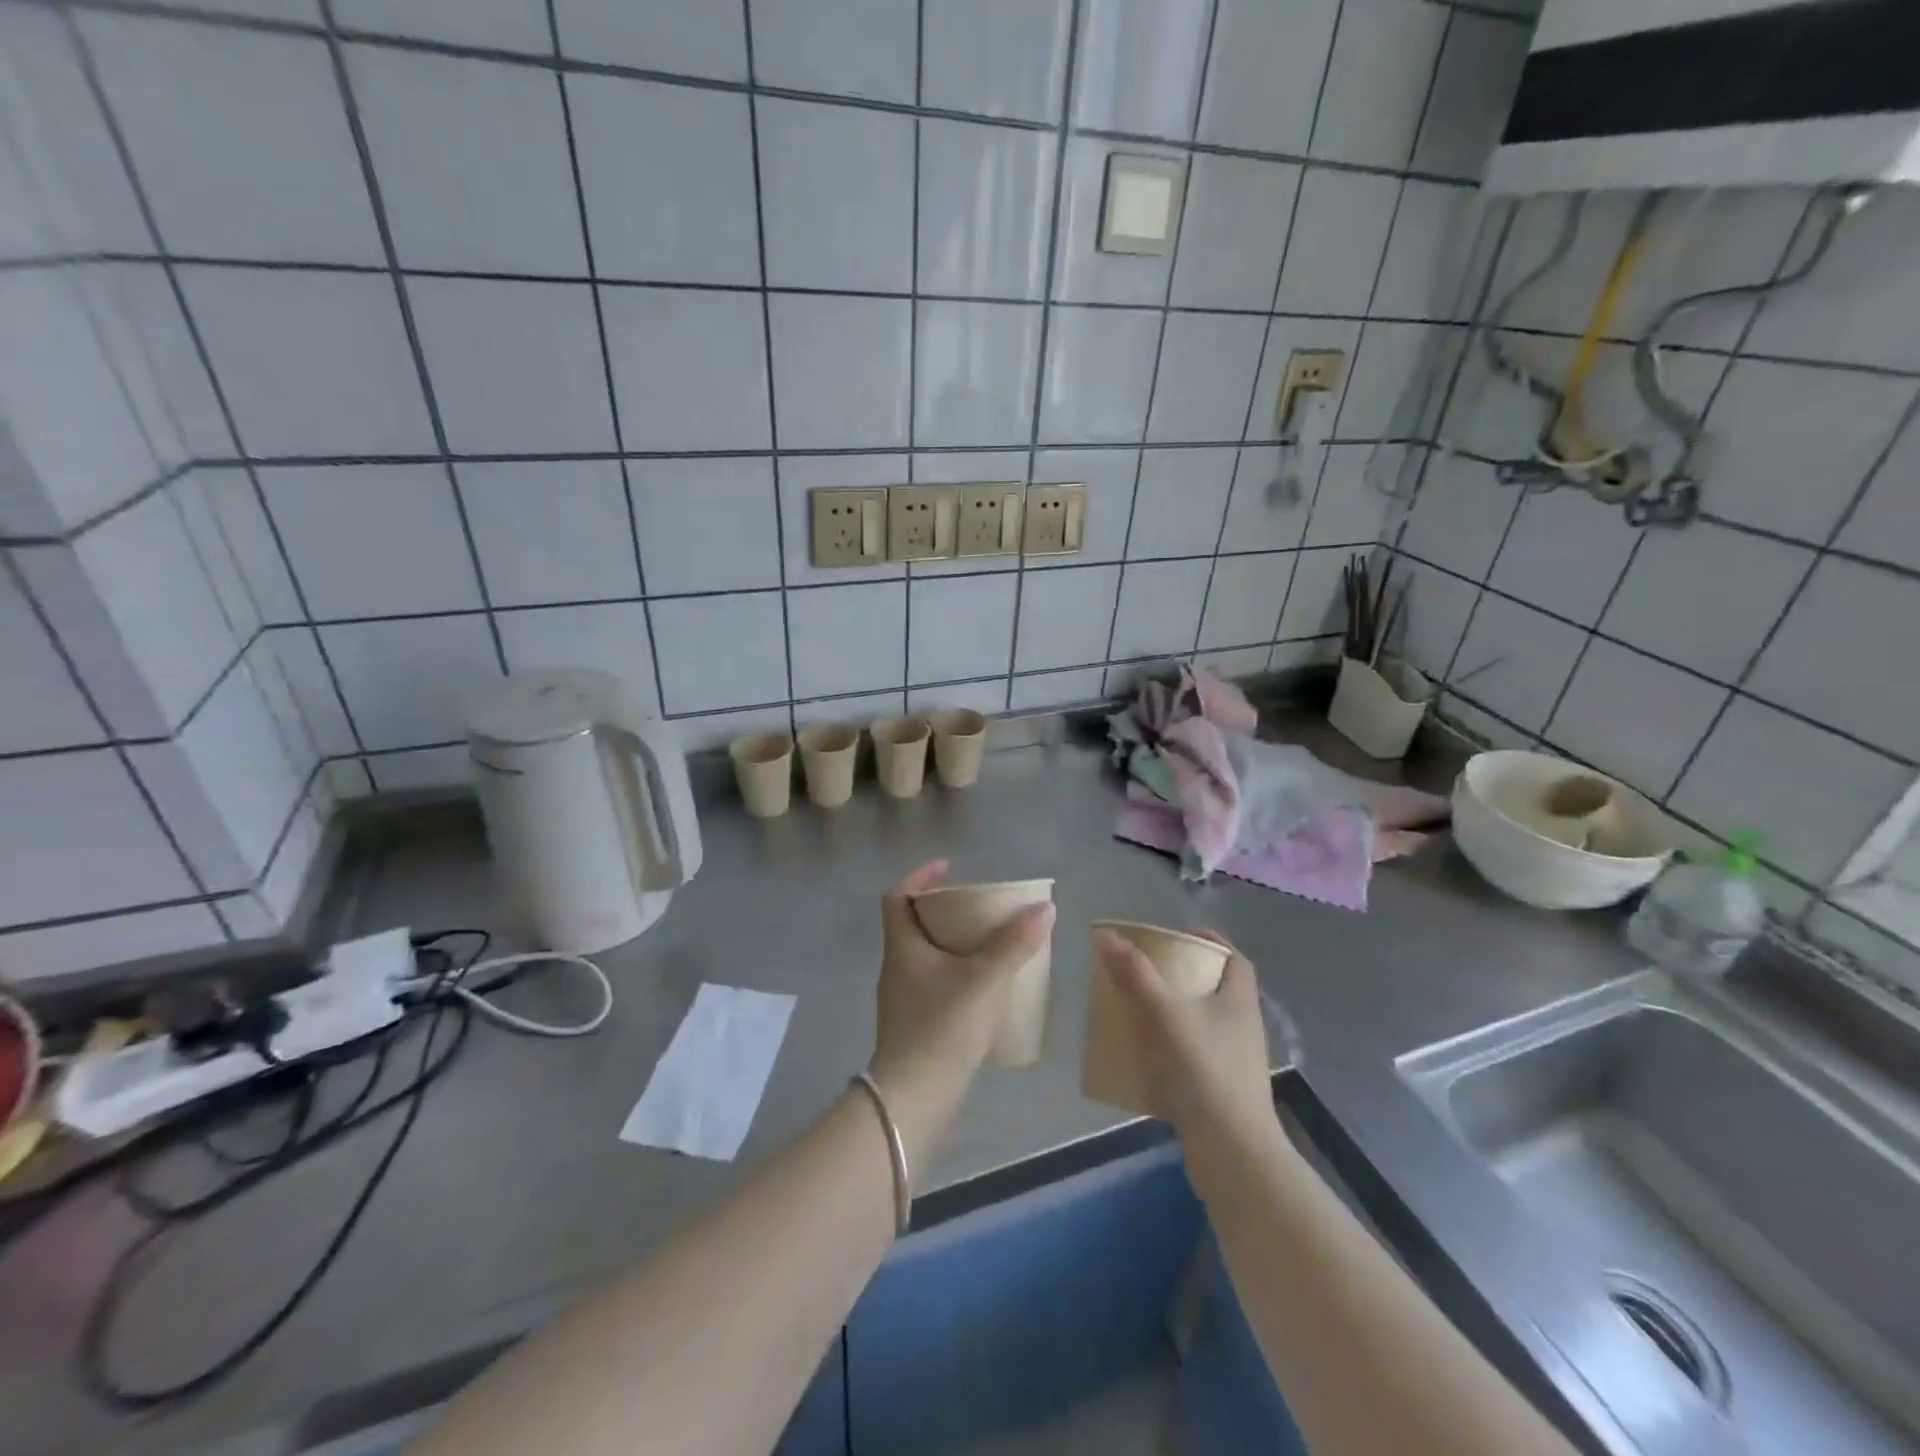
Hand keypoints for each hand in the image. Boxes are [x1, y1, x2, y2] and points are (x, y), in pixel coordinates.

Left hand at [867, 861, 1054, 1167]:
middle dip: (943, 910)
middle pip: (912, 924)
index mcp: (902, 948)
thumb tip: (1045, 909)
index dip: (920, 877)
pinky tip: (982, 987)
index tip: (948, 868)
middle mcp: (896, 967)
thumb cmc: (942, 1027)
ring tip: (987, 943)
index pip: (897, 897)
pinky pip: (933, 982)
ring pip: (924, 956)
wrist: (914, 1098)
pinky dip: (955, 973)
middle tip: (977, 907)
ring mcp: (902, 998)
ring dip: (950, 943)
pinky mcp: (914, 1024)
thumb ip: (1015, 945)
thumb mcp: (984, 980)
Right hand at [1092, 928, 1273, 1140]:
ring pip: (1202, 1024)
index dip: (1209, 942)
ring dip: (1173, 1013)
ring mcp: (1235, 1062)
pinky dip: (1170, 1049)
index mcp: (1239, 1001)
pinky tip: (1143, 1056)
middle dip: (1181, 977)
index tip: (1176, 937)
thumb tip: (1106, 935)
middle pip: (1215, 989)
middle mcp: (1243, 1027)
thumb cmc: (1204, 1071)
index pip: (1234, 959)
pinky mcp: (1221, 1091)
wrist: (1232, 1153)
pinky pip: (1194, 1057)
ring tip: (1137, 1010)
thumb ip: (1136, 974)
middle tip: (1146, 972)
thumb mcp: (1165, 1014)